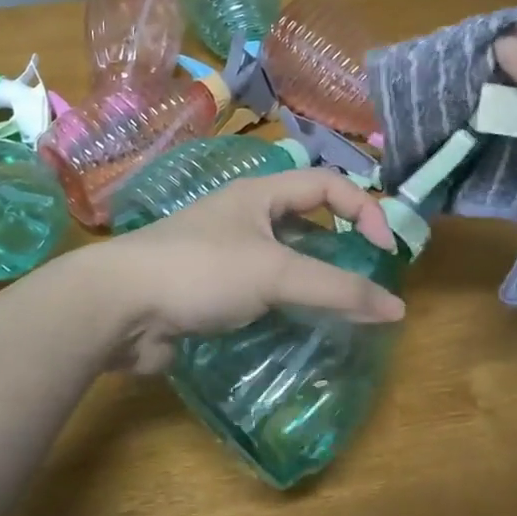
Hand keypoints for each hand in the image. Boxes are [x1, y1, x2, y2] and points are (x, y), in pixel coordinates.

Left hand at [81, 169, 406, 373]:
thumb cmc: (200, 271)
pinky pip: (262, 294)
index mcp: (259, 194)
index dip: (364, 208)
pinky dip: (285, 307)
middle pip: (306, 222)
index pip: (327, 183)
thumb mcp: (274, 272)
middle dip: (341, 247)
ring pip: (284, 262)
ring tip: (343, 314)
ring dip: (314, 283)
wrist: (119, 307)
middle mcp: (244, 218)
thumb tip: (396, 309)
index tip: (386, 251)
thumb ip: (337, 289)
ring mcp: (226, 256)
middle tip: (369, 283)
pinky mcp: (212, 292)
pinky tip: (301, 332)